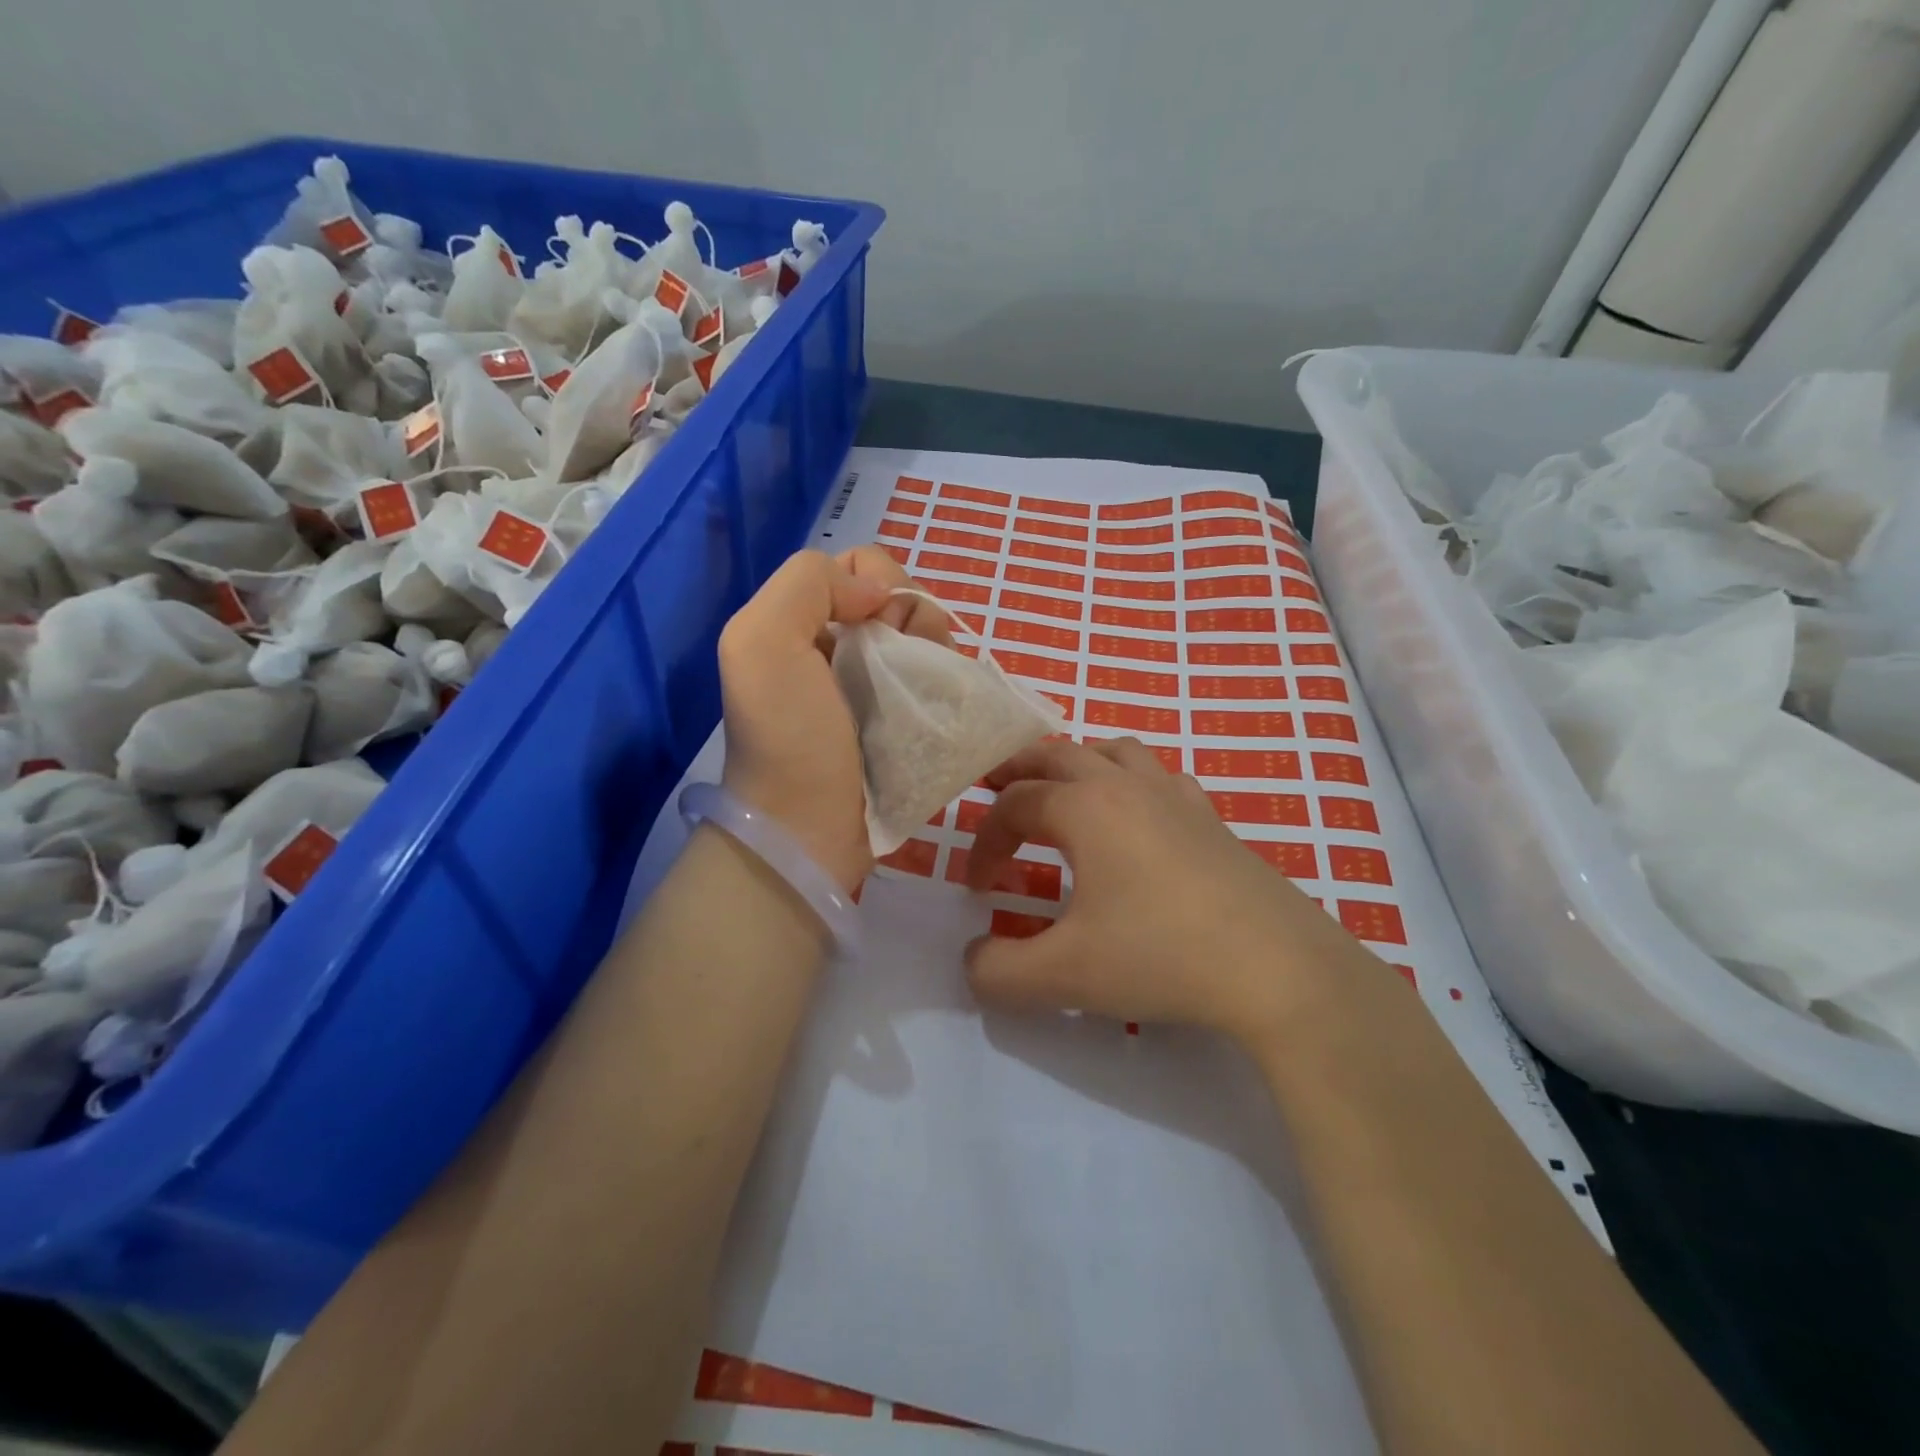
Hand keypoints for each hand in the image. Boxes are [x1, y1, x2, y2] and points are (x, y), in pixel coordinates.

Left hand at [718, 545, 952, 891]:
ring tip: (923, 692)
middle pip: (905, 599)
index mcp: (806, 620)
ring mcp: (880, 684)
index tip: (879, 628)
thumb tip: (880, 594)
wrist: (806, 831)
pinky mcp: (908, 719)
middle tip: (905, 665)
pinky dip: (948, 683)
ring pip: (930, 637)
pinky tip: (938, 707)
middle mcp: (843, 645)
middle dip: (917, 619)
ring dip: (937, 653)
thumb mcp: (761, 642)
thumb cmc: (786, 737)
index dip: (884, 584)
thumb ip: (809, 583)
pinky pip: (942, 678)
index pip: (866, 566)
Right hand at [964, 738, 1373, 1044]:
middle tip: (991, 786)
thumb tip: (973, 960)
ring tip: (1060, 790)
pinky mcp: (1210, 817)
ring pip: (1112, 749)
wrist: (1278, 967)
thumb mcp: (1064, 975)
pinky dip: (1130, 779)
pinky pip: (1159, 774)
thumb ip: (999, 972)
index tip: (976, 888)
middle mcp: (1125, 784)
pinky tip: (1136, 814)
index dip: (984, 843)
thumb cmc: (1161, 956)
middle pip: (1056, 754)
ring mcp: (1174, 795)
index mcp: (1084, 807)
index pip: (1014, 807)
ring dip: (1074, 761)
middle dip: (1016, 770)